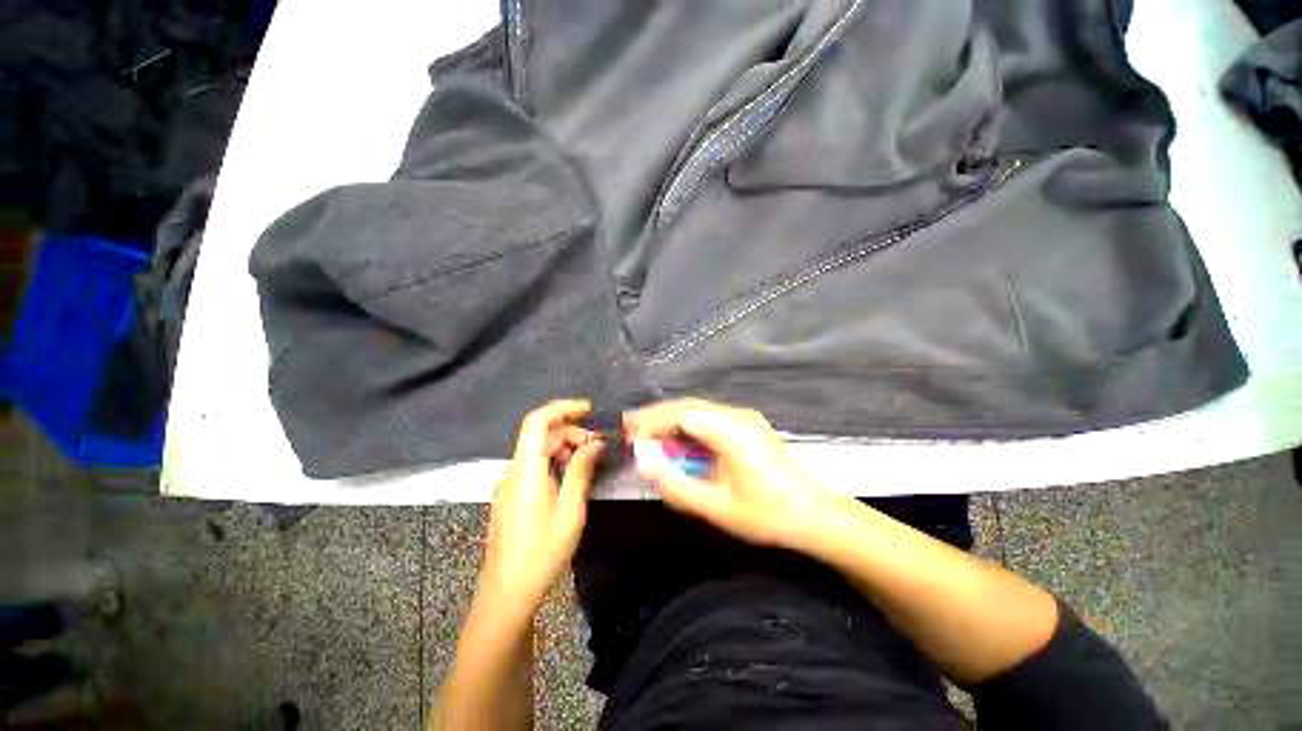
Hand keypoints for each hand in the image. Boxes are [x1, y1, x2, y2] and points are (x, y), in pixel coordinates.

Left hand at [480, 399, 603, 613]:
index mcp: (526, 469)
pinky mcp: (512, 497)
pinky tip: (572, 475)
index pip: (537, 421)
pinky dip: (555, 461)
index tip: (589, 409)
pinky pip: (534, 467)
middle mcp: (514, 470)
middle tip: (599, 442)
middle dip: (571, 431)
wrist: (507, 593)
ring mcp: (510, 484)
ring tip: (590, 458)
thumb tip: (596, 442)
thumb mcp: (570, 509)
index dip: (562, 408)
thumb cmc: (542, 551)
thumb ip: (581, 470)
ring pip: (538, 451)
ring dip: (564, 447)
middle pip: (541, 435)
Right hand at [623, 399, 839, 551]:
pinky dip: (688, 427)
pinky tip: (677, 441)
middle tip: (630, 429)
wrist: (817, 516)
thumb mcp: (717, 507)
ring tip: (646, 434)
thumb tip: (642, 460)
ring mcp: (744, 418)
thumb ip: (675, 484)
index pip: (681, 414)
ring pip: (698, 410)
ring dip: (671, 421)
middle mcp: (737, 415)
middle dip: (656, 416)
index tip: (627, 432)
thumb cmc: (767, 515)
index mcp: (731, 430)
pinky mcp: (747, 426)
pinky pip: (709, 419)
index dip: (651, 420)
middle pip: (688, 406)